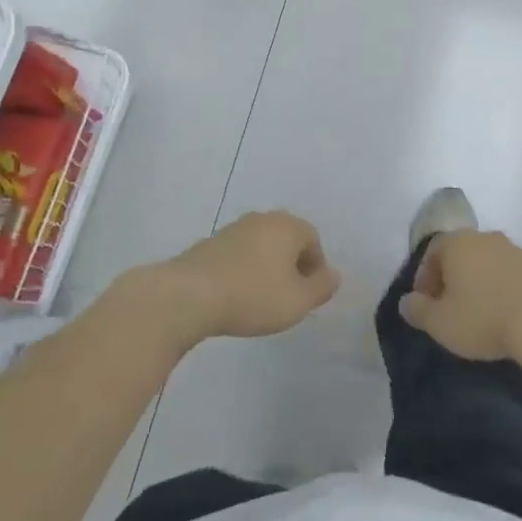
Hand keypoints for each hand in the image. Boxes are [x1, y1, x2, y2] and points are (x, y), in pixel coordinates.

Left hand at [128, 211, 337, 347]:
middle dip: (291, 266)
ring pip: (262, 247)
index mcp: (288, 226)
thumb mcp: (298, 301)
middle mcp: (263, 219)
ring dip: (266, 268)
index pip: (313, 241)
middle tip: (287, 297)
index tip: (307, 296)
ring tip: (260, 299)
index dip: (315, 269)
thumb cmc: (253, 296)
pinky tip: (236, 295)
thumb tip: (333, 275)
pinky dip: (243, 271)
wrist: (188, 295)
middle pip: (287, 240)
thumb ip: (322, 287)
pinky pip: (239, 255)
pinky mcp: (210, 243)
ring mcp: (234, 228)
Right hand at [398, 230, 521, 363]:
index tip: (425, 304)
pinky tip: (501, 313)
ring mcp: (514, 250)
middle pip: (459, 253)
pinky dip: (499, 288)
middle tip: (447, 308)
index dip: (424, 277)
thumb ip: (418, 310)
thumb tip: (406, 302)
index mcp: (457, 243)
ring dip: (476, 282)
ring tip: (476, 313)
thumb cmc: (483, 318)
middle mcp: (485, 238)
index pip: (432, 251)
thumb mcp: (440, 323)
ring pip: (485, 262)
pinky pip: (507, 274)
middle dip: (450, 278)